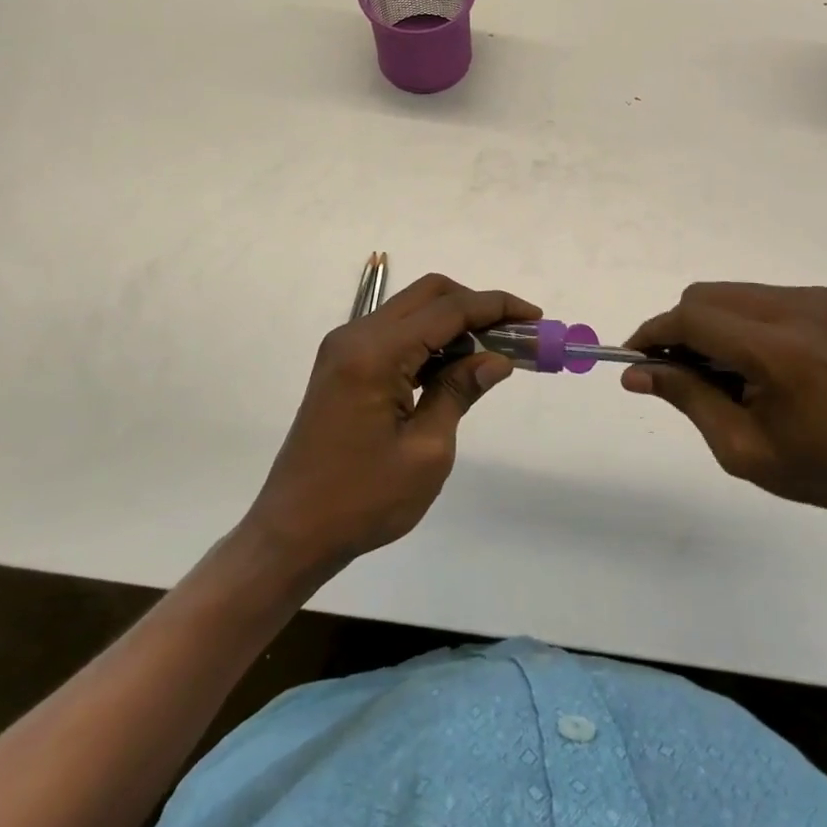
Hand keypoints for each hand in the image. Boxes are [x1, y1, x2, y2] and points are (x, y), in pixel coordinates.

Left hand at [242, 274, 539, 576]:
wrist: (292, 532)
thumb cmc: (363, 500)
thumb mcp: (426, 451)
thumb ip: (460, 392)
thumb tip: (497, 359)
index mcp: (376, 354)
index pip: (448, 310)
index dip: (495, 307)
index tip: (534, 316)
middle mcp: (356, 336)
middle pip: (428, 295)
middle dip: (476, 305)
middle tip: (514, 333)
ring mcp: (345, 348)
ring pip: (412, 311)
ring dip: (454, 322)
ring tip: (492, 353)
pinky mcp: (343, 365)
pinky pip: (395, 334)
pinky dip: (429, 340)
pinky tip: (454, 367)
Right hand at [623, 282, 826, 520]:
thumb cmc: (818, 469)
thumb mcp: (740, 447)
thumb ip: (686, 397)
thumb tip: (635, 372)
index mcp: (779, 352)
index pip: (693, 319)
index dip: (654, 334)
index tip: (633, 357)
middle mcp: (798, 310)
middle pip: (705, 296)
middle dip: (679, 329)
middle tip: (676, 372)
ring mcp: (816, 299)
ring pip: (729, 293)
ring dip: (708, 324)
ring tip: (720, 372)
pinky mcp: (826, 300)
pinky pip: (757, 298)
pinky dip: (737, 321)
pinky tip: (751, 362)